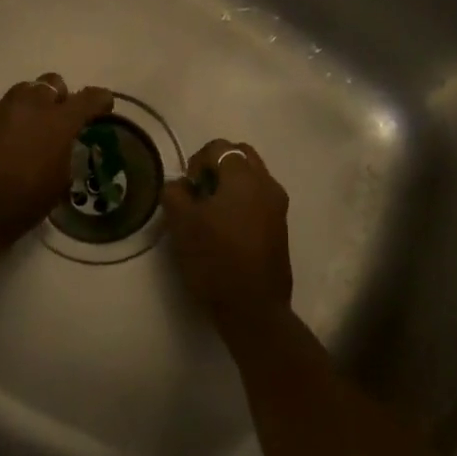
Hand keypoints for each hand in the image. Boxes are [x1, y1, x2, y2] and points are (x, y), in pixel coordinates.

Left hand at [0, 74, 115, 249]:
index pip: (89, 97)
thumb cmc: (23, 202)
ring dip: (32, 105)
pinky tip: (3, 146)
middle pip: (52, 82)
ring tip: (30, 130)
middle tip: (59, 119)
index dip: (100, 100)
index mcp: (58, 121)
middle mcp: (30, 106)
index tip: (103, 108)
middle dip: (60, 96)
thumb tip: (63, 146)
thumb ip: (66, 154)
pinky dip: (7, 122)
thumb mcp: (59, 182)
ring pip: (23, 92)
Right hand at [162, 139, 291, 334]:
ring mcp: (278, 205)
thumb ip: (175, 194)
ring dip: (231, 183)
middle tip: (199, 192)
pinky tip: (227, 227)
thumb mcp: (182, 224)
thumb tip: (180, 186)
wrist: (253, 308)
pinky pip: (260, 197)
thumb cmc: (215, 260)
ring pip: (253, 176)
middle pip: (241, 156)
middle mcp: (267, 184)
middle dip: (217, 166)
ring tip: (211, 211)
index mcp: (244, 177)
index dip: (197, 160)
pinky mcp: (281, 226)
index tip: (186, 187)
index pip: (220, 147)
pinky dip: (243, 200)